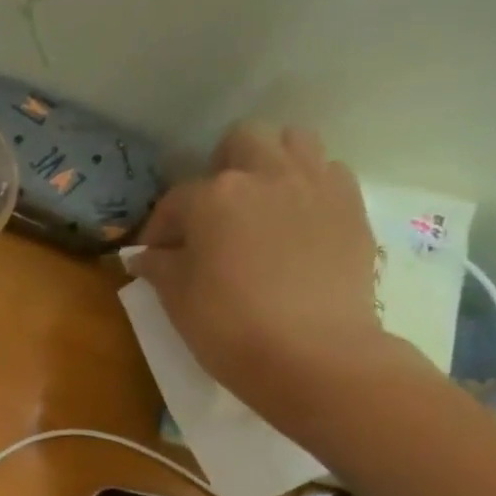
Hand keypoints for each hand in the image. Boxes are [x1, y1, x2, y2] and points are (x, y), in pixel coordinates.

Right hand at [134, 122, 418, 431]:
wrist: (313, 354)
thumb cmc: (228, 325)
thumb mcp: (176, 298)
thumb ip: (158, 266)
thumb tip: (144, 256)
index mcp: (213, 197)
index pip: (175, 201)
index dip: (160, 229)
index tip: (157, 257)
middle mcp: (265, 176)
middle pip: (242, 142)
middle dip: (223, 168)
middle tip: (214, 212)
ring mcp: (314, 186)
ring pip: (294, 141)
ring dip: (271, 163)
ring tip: (261, 203)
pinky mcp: (351, 206)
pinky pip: (329, 172)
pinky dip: (309, 186)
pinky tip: (298, 221)